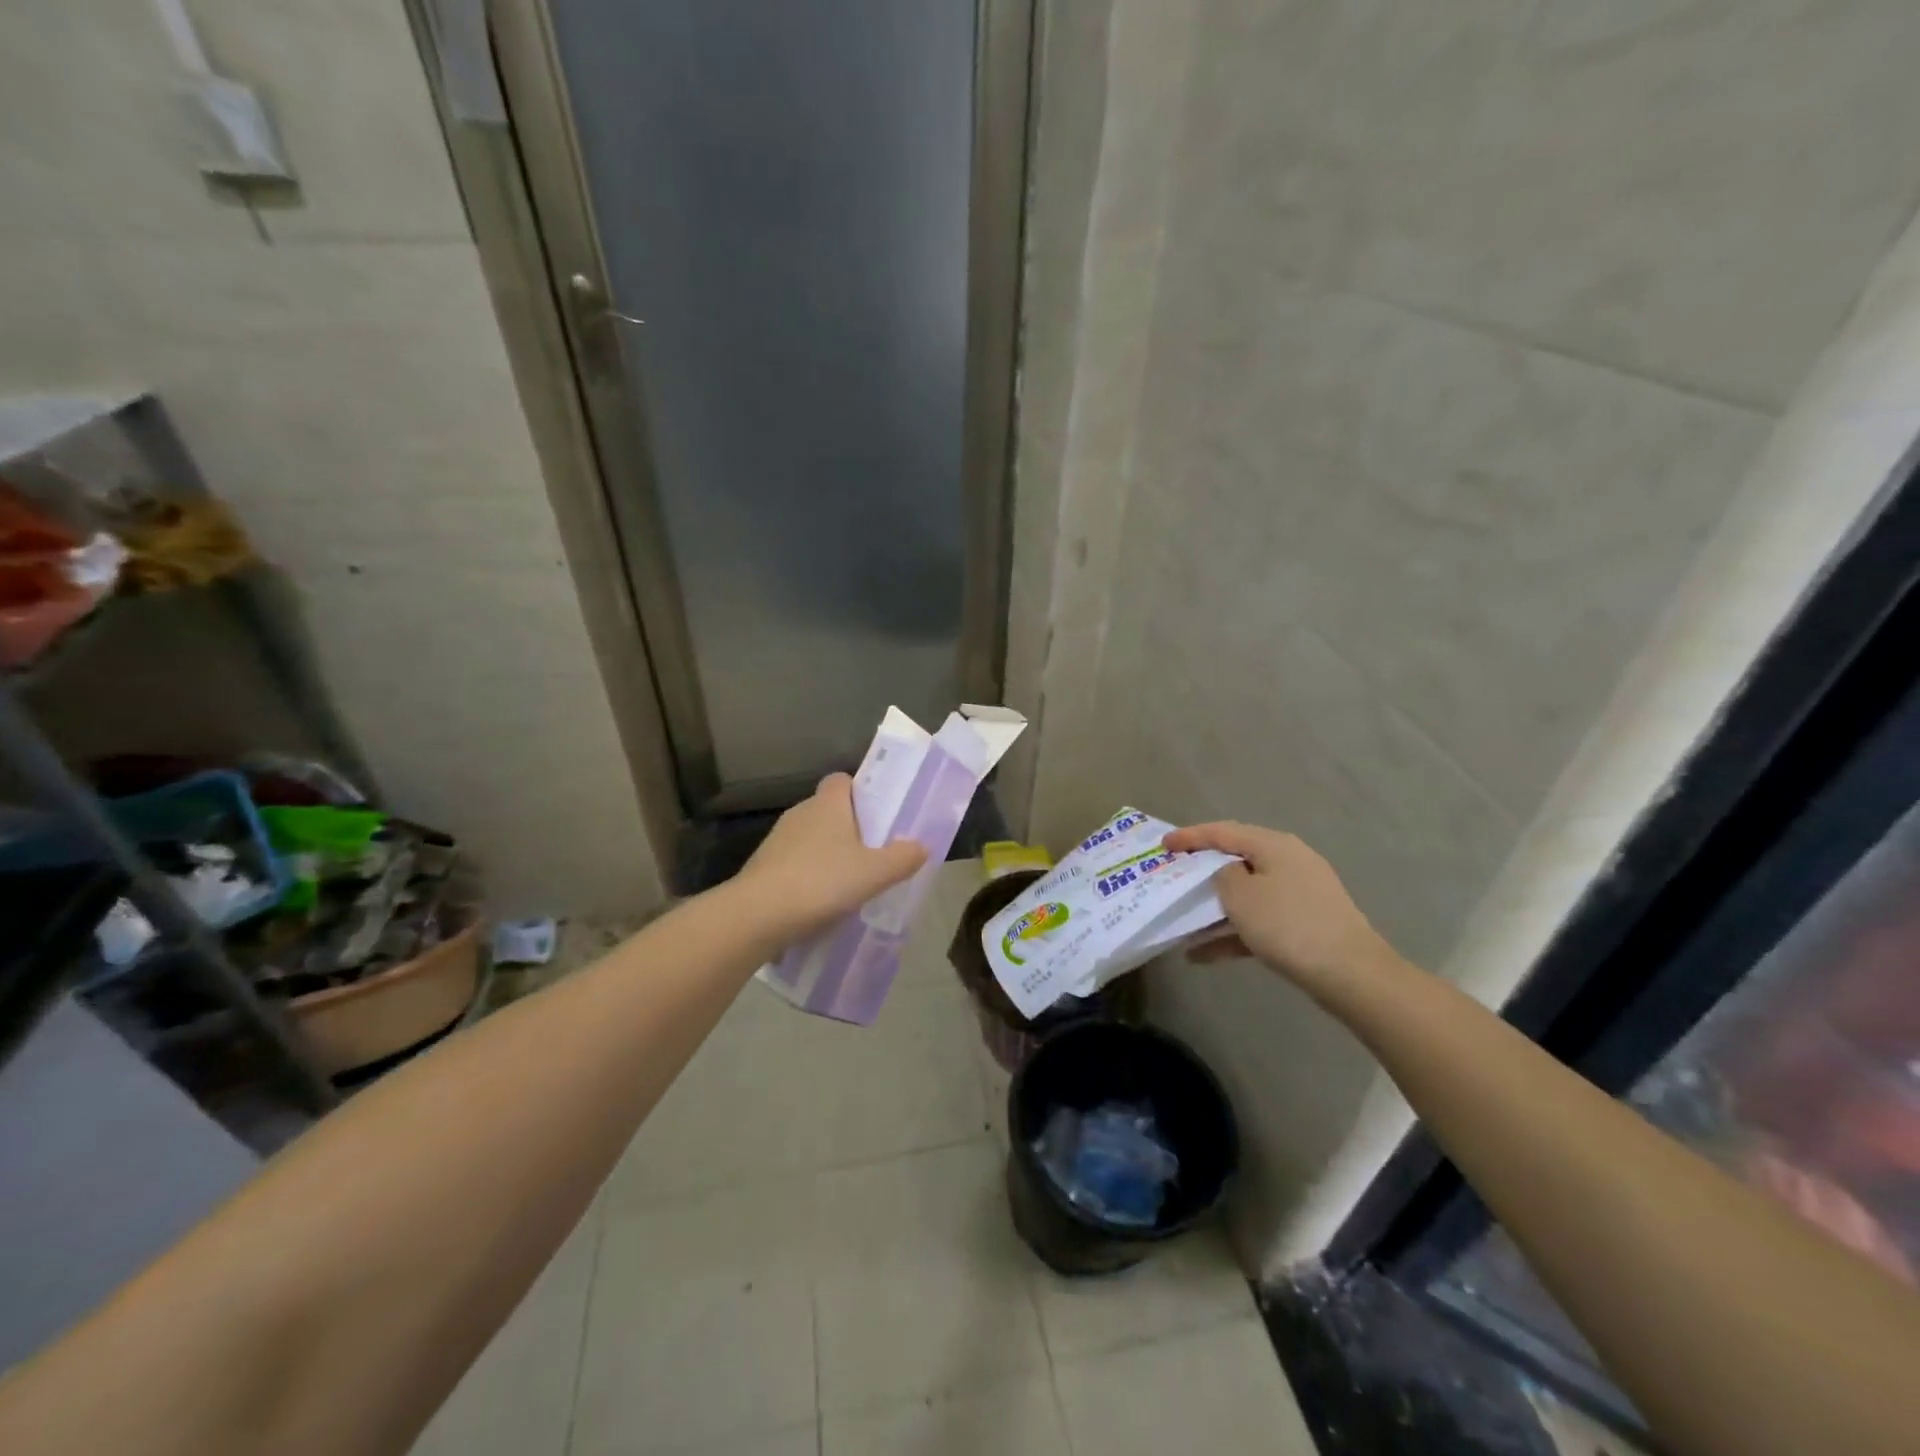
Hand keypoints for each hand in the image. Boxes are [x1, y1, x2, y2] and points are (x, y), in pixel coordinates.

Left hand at [733, 774, 928, 938]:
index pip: (842, 780)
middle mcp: (801, 813)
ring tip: (850, 882)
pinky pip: (795, 863)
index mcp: (828, 804)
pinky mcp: (763, 867)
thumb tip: (921, 846)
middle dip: (849, 828)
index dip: (860, 792)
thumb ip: (902, 858)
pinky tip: (822, 902)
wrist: (757, 915)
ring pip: (811, 838)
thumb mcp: (874, 873)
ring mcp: (777, 840)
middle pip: (829, 810)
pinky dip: (809, 876)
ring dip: (828, 854)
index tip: (878, 814)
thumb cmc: (821, 882)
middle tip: (873, 853)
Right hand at [1164, 821, 1394, 992]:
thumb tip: (1229, 875)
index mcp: (1274, 845)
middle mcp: (1289, 861)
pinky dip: (1233, 933)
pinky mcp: (1306, 923)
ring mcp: (1301, 894)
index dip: (1190, 836)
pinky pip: (1260, 921)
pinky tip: (1203, 956)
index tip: (1163, 844)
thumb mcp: (1240, 895)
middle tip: (1174, 876)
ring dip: (1214, 910)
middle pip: (1236, 860)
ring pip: (1247, 895)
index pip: (1223, 832)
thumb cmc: (1288, 925)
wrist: (1351, 974)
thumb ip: (1223, 876)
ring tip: (1182, 924)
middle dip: (1202, 872)